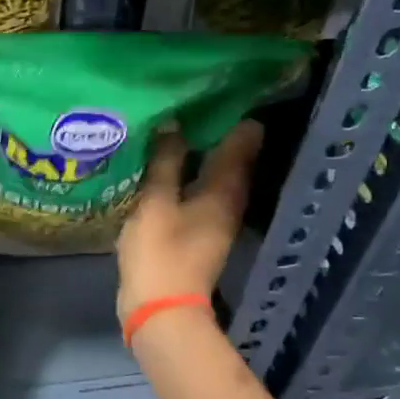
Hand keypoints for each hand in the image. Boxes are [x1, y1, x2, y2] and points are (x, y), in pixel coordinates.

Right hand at [116, 121, 262, 322]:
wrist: (160, 310)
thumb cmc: (159, 253)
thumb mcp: (155, 202)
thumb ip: (165, 162)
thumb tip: (173, 122)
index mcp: (225, 189)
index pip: (244, 140)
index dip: (234, 113)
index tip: (214, 88)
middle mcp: (229, 200)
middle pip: (232, 156)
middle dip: (214, 128)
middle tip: (187, 101)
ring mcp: (216, 217)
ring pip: (215, 172)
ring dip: (199, 151)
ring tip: (173, 125)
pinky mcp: (199, 230)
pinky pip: (200, 189)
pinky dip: (189, 172)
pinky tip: (165, 163)